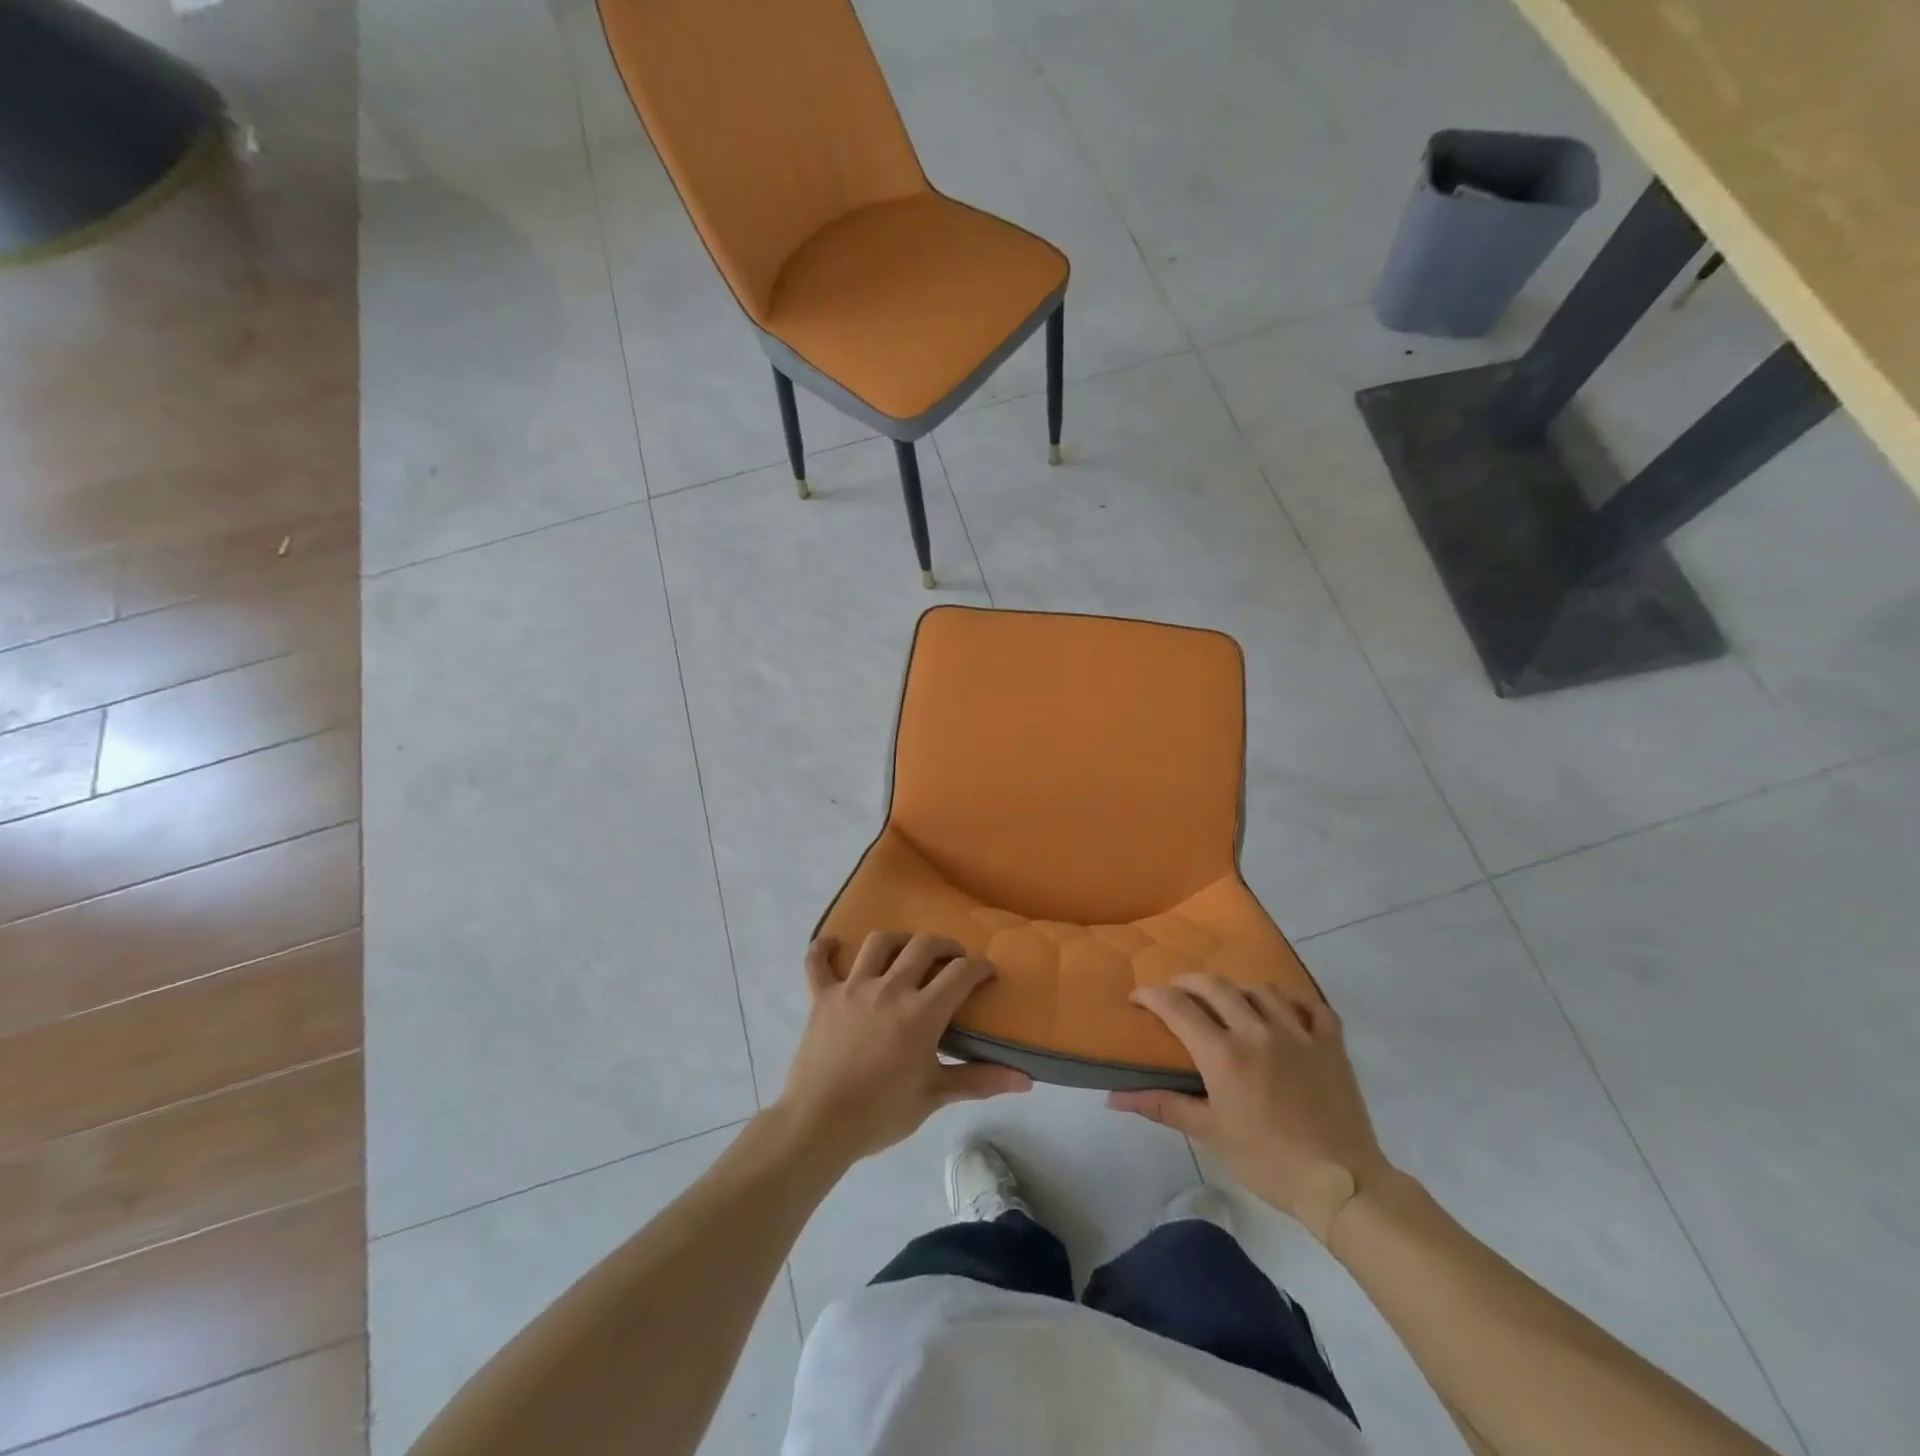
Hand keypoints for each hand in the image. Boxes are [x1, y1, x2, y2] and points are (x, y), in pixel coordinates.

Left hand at [776, 932, 1031, 1166]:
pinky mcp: (822, 996)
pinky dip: (825, 948)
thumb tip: (1027, 1080)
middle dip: (945, 945)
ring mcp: (852, 987)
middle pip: (923, 945)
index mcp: (921, 1012)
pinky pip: (817, 961)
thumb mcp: (934, 1096)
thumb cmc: (881, 1112)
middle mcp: (889, 988)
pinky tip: (834, 944)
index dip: (980, 967)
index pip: (961, 973)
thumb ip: (980, 1080)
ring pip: (878, 943)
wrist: (819, 1124)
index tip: (987, 972)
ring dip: (898, 941)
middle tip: (953, 958)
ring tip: (906, 953)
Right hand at [1108, 975, 1391, 1242]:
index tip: (1136, 998)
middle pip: (1214, 985)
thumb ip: (1162, 1106)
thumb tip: (1113, 1098)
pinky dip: (1294, 1002)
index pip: (1176, 1007)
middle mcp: (1257, 1031)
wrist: (1341, 1184)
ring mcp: (1298, 1032)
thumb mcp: (1210, 1134)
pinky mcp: (1330, 1042)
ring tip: (1229, 1004)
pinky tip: (1284, 1013)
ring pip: (1260, 988)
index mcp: (1223, 1053)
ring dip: (1237, 990)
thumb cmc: (1268, 1162)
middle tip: (1175, 994)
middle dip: (1187, 982)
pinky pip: (1311, 1005)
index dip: (1150, 996)